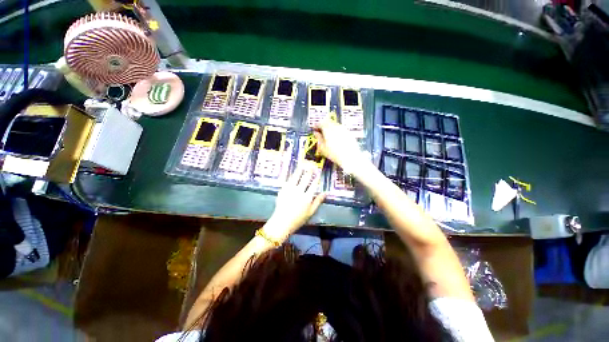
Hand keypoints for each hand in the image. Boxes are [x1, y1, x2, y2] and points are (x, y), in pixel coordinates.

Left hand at [263, 165, 326, 241]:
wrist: (282, 222)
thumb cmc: (298, 219)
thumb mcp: (311, 212)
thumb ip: (318, 201)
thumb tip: (326, 192)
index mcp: (307, 197)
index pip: (313, 185)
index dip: (316, 177)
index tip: (318, 172)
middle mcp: (299, 191)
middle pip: (305, 179)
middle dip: (309, 171)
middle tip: (311, 165)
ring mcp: (290, 190)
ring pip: (296, 177)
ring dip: (300, 170)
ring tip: (303, 164)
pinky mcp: (283, 190)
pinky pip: (289, 180)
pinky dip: (293, 175)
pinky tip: (294, 172)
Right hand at [314, 119, 366, 173]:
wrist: (350, 157)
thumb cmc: (334, 154)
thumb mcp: (322, 148)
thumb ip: (319, 139)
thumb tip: (316, 133)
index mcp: (328, 129)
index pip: (320, 123)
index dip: (316, 125)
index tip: (314, 128)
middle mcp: (336, 126)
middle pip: (328, 121)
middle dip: (323, 124)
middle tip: (320, 130)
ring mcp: (343, 128)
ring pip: (335, 124)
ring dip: (330, 127)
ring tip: (328, 134)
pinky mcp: (349, 132)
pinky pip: (340, 129)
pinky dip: (336, 130)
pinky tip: (336, 137)